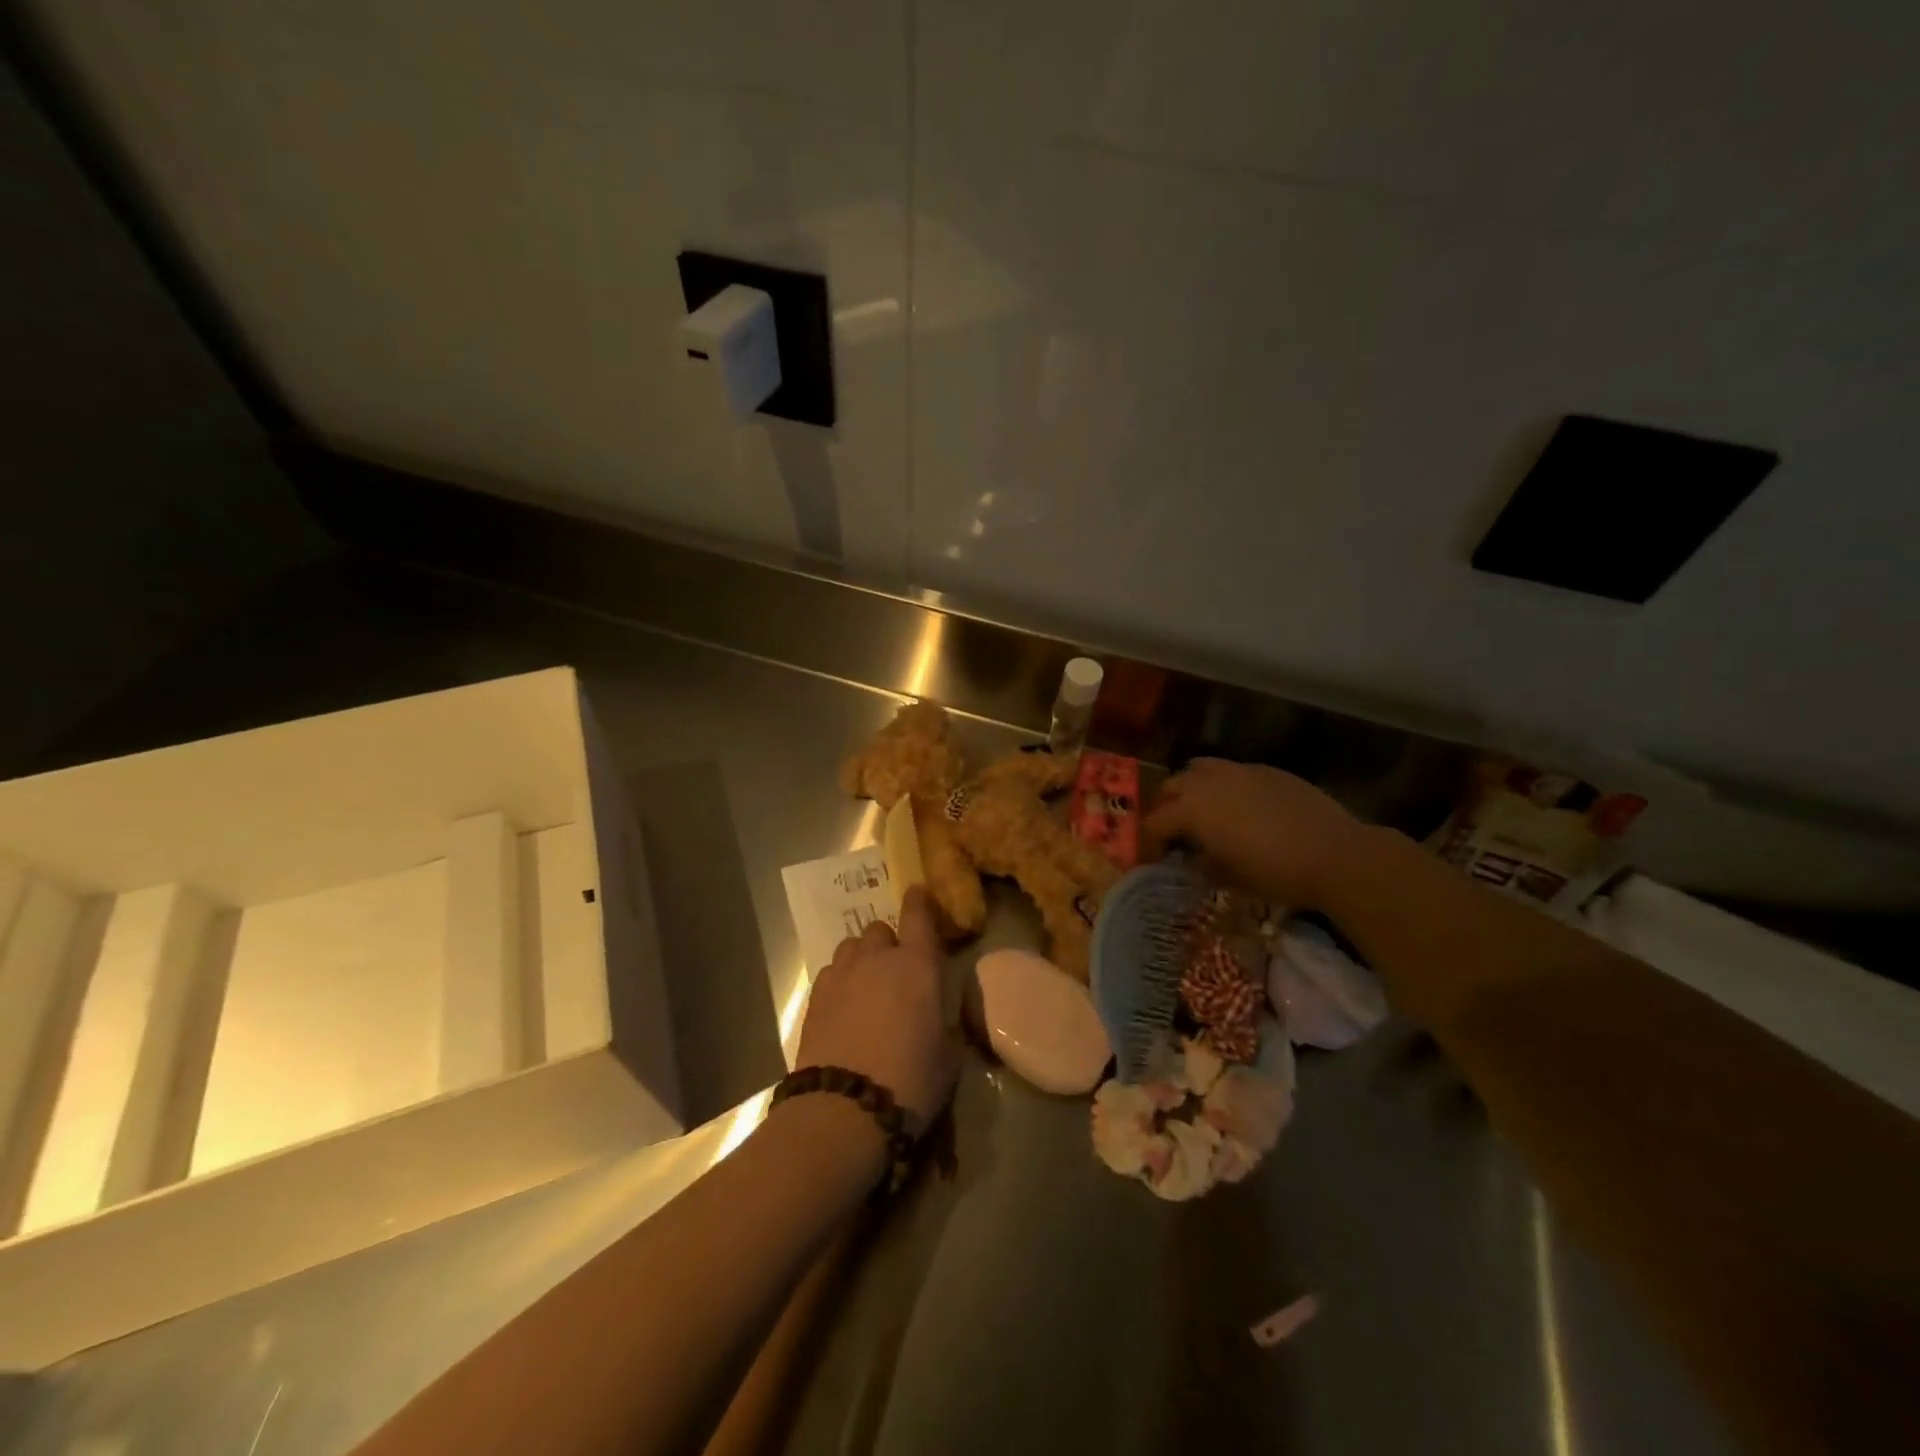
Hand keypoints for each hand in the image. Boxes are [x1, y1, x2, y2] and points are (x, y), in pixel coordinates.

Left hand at [795, 887, 957, 1131]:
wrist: (844, 1110)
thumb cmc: (910, 1082)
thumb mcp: (947, 1058)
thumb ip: (944, 1027)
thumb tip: (939, 1023)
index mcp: (918, 966)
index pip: (919, 915)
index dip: (919, 901)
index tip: (919, 893)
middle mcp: (878, 959)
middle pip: (880, 929)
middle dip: (889, 942)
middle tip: (896, 971)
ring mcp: (842, 975)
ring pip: (852, 947)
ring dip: (862, 958)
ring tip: (867, 986)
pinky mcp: (815, 997)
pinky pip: (831, 972)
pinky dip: (841, 980)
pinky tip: (844, 1006)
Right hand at [1142, 759, 1365, 909]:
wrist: (1335, 854)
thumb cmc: (1274, 872)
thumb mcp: (1228, 877)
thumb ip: (1200, 864)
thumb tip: (1191, 859)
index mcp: (1191, 809)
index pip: (1154, 823)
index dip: (1150, 843)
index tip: (1155, 860)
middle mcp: (1208, 782)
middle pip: (1171, 787)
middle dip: (1167, 808)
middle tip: (1176, 833)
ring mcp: (1240, 770)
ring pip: (1201, 770)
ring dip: (1194, 789)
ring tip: (1206, 812)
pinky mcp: (1268, 770)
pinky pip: (1234, 772)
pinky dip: (1227, 787)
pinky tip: (1244, 809)